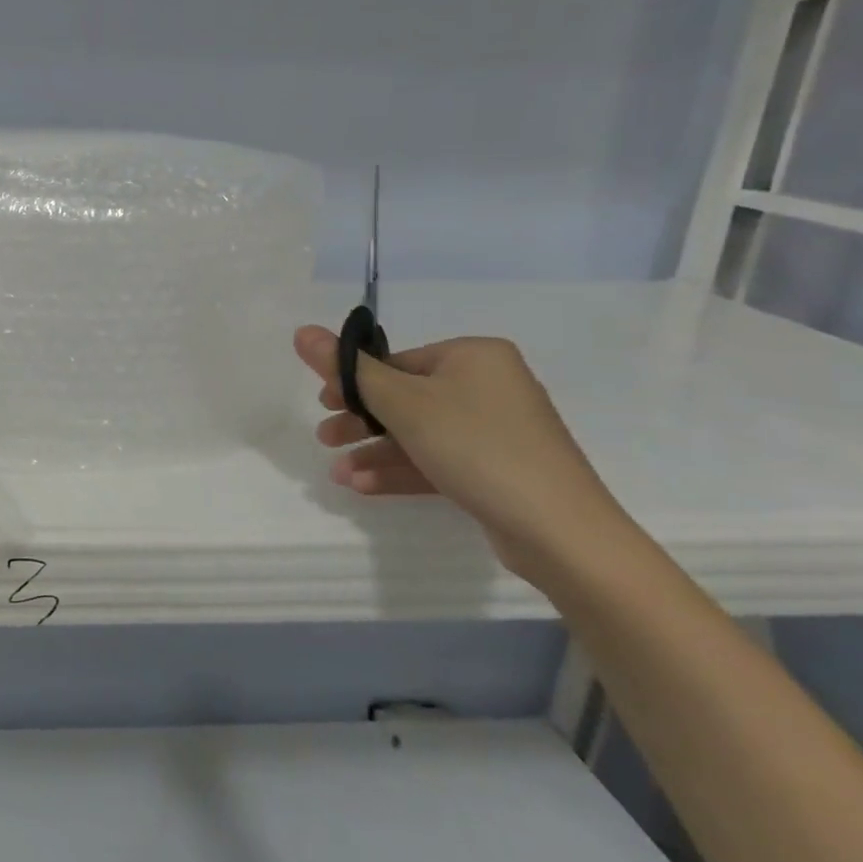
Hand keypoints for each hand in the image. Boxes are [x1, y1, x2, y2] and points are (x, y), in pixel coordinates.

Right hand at [292, 325, 635, 582]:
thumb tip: (302, 330)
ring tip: (337, 475)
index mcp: (473, 356)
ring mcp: (497, 430)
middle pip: (405, 397)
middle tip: (325, 439)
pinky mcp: (499, 469)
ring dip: (374, 452)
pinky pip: (439, 459)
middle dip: (360, 422)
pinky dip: (401, 470)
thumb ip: (348, 369)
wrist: (560, 531)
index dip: (354, 384)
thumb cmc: (475, 447)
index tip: (324, 407)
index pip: (397, 362)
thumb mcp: (401, 403)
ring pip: (418, 433)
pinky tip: (364, 486)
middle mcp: (489, 385)